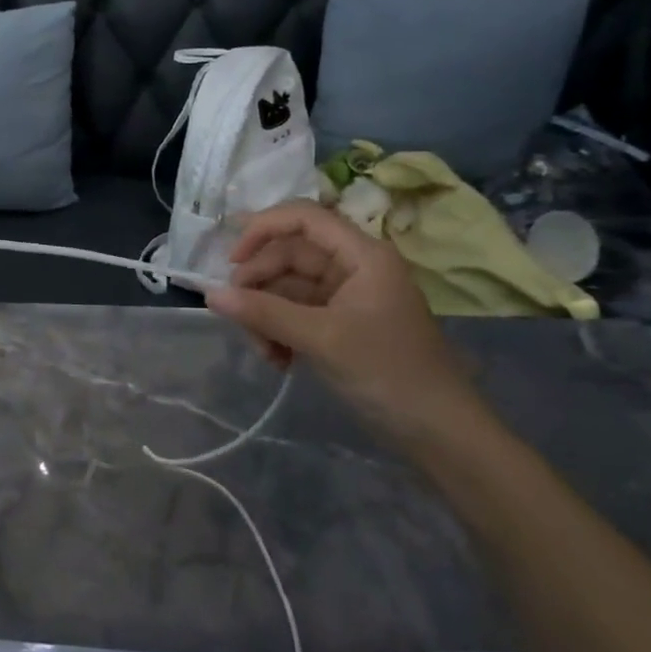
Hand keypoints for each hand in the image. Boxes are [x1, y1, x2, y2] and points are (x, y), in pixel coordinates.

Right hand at [205, 200, 472, 440]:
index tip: (232, 261)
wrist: (440, 434)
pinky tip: (278, 360)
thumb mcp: (321, 339)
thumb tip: (210, 295)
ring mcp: (347, 297)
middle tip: (239, 319)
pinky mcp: (341, 325)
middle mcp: (353, 267)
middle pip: (289, 255)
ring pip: (288, 288)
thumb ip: (264, 313)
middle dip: (260, 286)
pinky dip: (280, 332)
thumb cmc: (388, 373)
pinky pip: (296, 314)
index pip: (303, 217)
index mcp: (361, 255)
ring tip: (264, 352)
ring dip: (266, 315)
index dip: (262, 229)